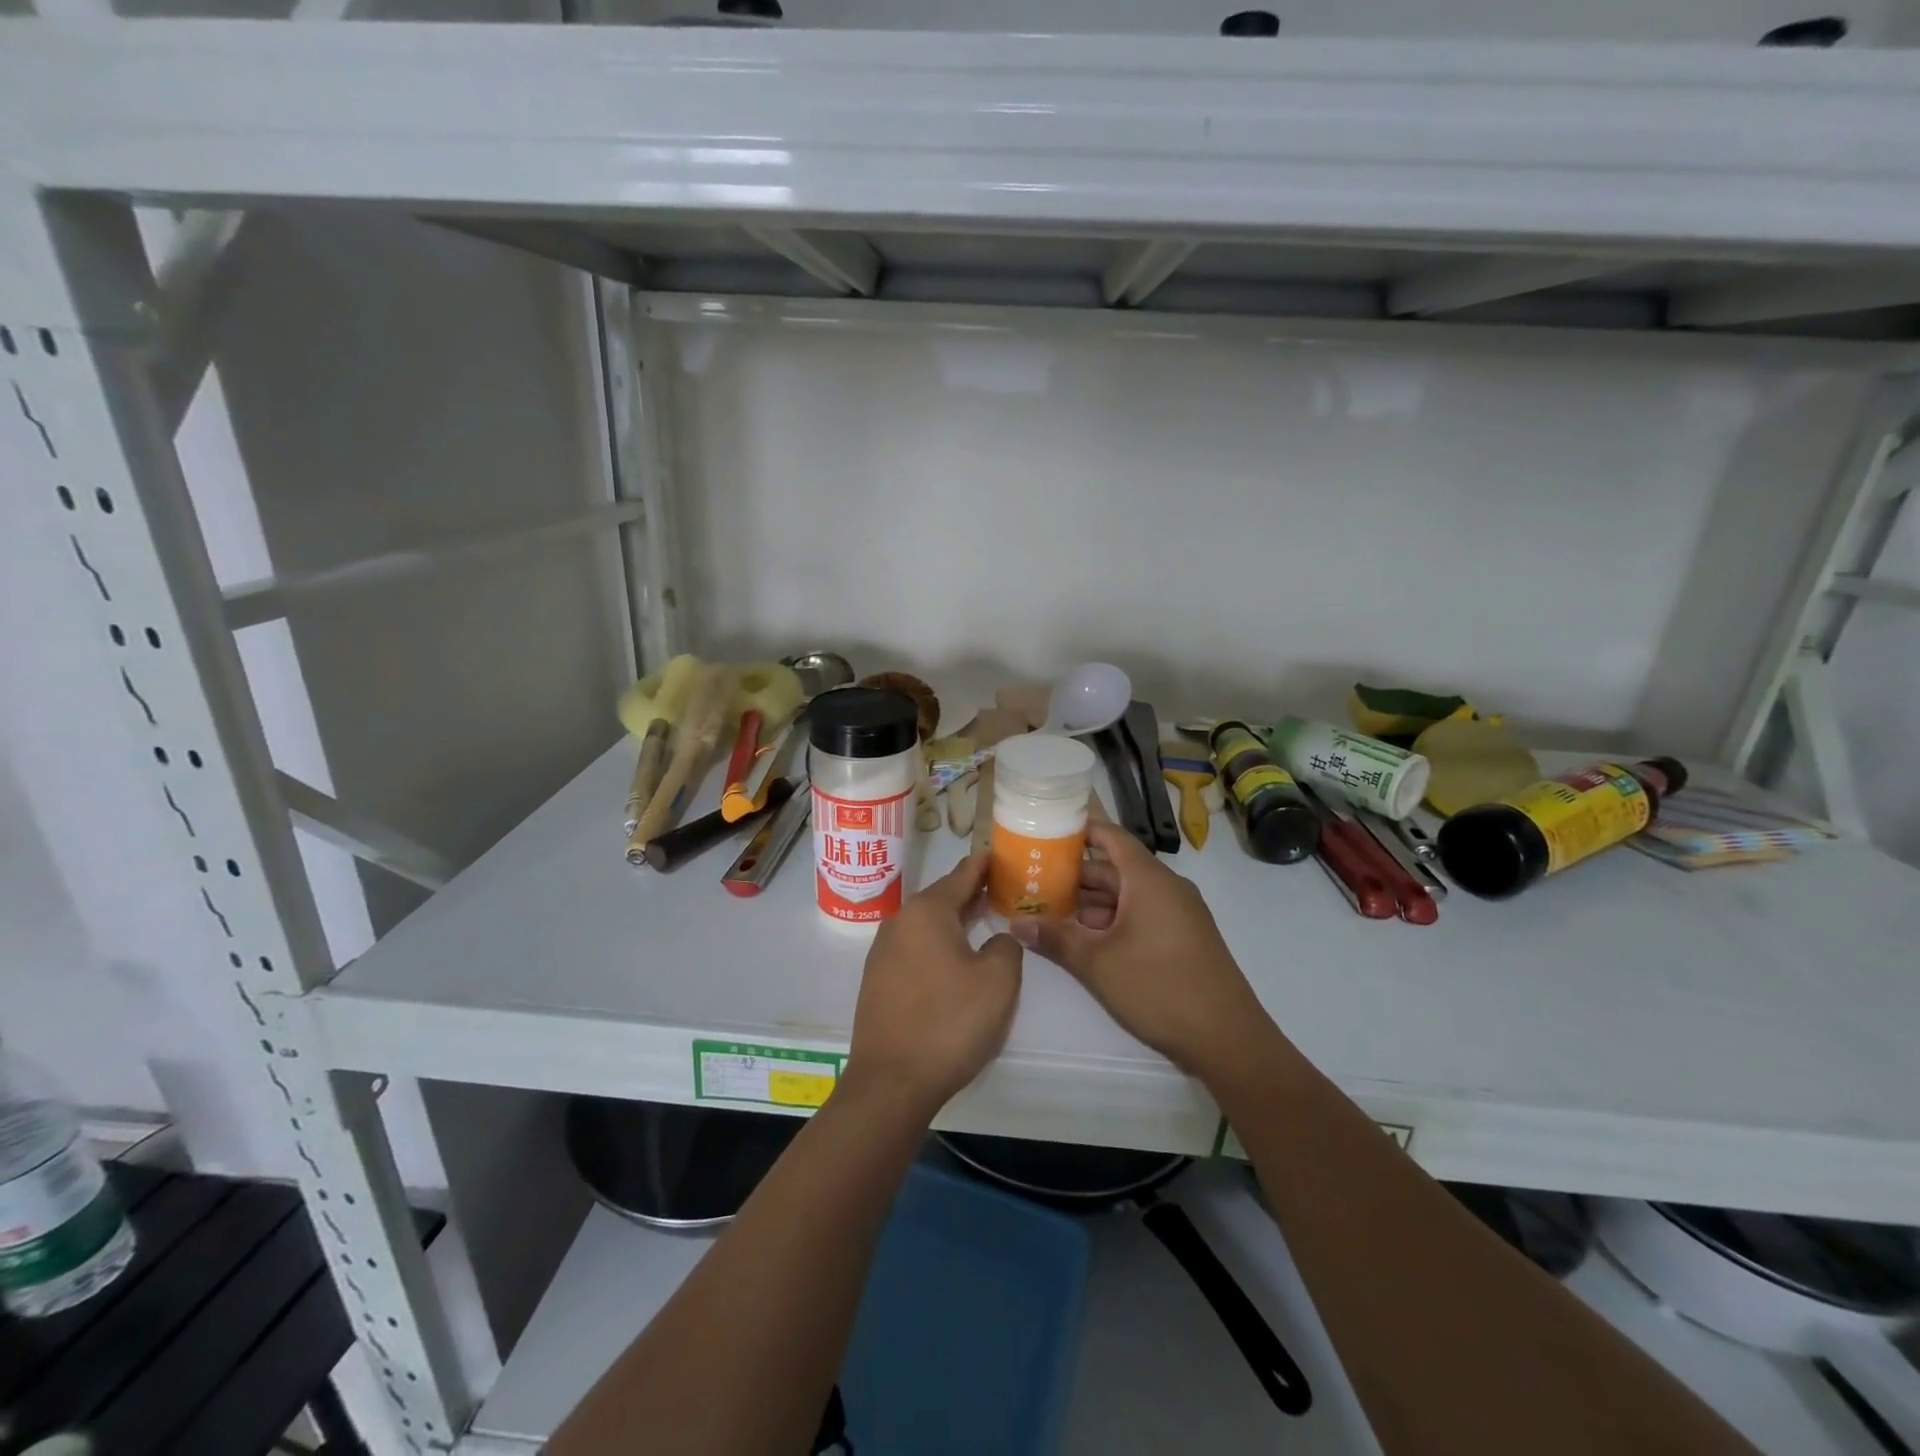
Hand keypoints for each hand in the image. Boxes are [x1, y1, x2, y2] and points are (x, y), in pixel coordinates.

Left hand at [844, 853, 1021, 1119]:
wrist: (891, 1082)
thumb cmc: (949, 1022)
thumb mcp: (998, 981)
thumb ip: (1005, 946)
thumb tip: (996, 939)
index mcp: (927, 912)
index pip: (961, 875)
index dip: (984, 864)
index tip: (999, 852)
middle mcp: (900, 922)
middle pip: (942, 898)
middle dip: (971, 893)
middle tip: (1002, 887)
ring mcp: (884, 951)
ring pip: (927, 924)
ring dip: (955, 920)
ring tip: (982, 918)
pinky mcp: (878, 979)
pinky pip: (915, 947)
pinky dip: (938, 943)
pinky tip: (955, 957)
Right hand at [1011, 822, 1282, 1076]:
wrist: (1227, 1037)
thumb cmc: (1158, 987)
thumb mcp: (1097, 963)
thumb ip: (1056, 938)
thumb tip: (1016, 924)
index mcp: (1148, 879)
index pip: (1111, 837)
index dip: (1079, 832)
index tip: (1046, 834)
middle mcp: (1167, 887)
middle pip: (1116, 868)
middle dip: (1076, 875)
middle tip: (1036, 882)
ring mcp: (1180, 912)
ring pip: (1129, 894)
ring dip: (1093, 902)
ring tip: (1053, 912)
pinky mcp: (1185, 937)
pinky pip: (1144, 913)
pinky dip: (1115, 919)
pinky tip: (1088, 939)